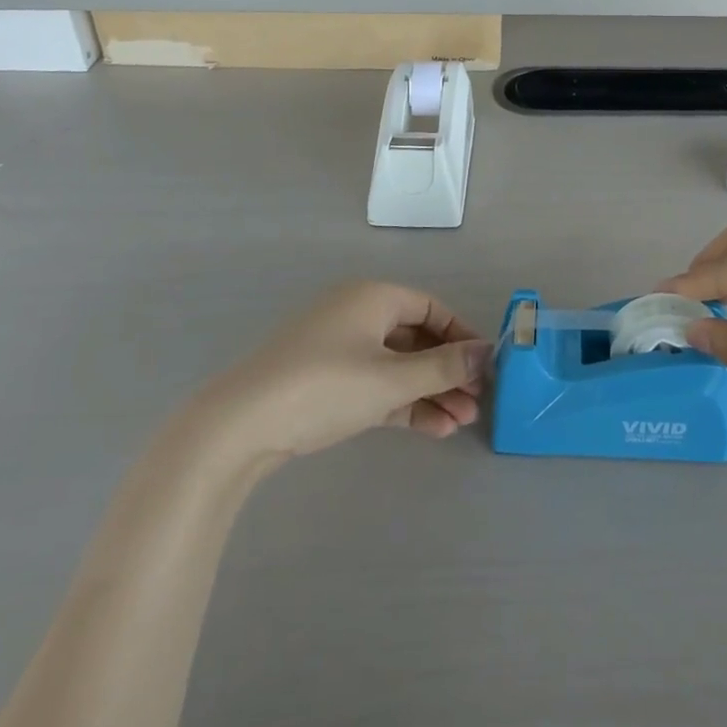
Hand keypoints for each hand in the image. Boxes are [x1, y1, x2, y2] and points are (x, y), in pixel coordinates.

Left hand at [209, 283, 492, 456]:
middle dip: (447, 371)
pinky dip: (401, 401)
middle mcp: (358, 313)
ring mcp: (339, 348)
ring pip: (397, 365)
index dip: (461, 335)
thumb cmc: (325, 386)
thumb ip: (443, 367)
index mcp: (373, 297)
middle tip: (476, 404)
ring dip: (429, 391)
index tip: (484, 367)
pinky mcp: (326, 380)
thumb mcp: (391, 378)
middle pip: (416, 338)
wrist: (240, 426)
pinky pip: (375, 383)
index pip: (432, 308)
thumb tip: (486, 352)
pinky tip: (430, 429)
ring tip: (459, 424)